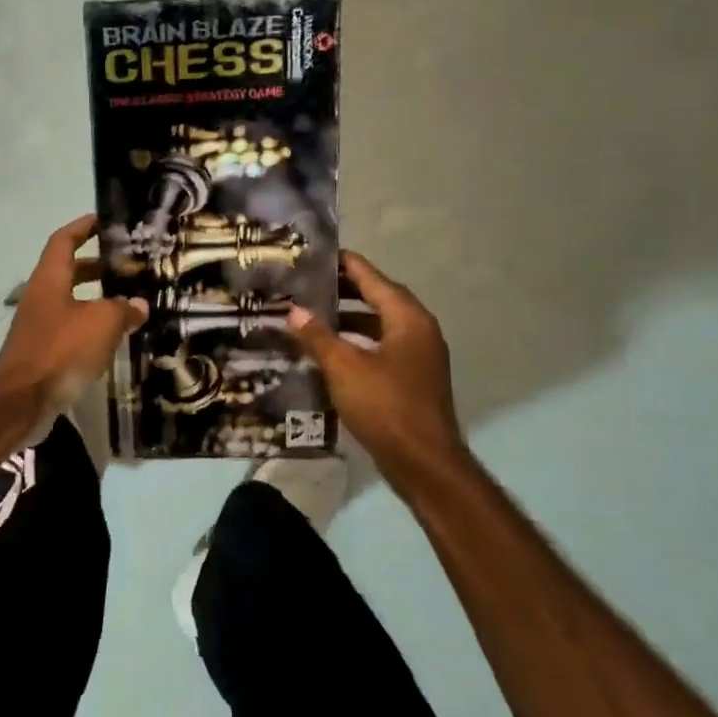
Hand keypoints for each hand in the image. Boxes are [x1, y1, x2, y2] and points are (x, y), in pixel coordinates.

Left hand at [0, 214, 147, 422]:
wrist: (21, 400)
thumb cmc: (60, 350)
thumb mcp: (101, 323)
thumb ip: (123, 310)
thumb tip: (138, 305)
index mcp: (50, 279)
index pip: (64, 240)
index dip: (83, 226)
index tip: (105, 220)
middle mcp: (41, 297)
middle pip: (68, 270)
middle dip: (96, 265)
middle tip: (127, 265)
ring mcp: (39, 325)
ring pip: (71, 302)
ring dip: (96, 299)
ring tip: (128, 302)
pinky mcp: (43, 352)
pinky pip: (70, 329)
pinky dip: (91, 327)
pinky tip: (113, 338)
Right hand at [286, 251, 467, 474]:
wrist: (423, 463)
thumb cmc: (386, 405)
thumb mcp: (344, 367)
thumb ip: (318, 336)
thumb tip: (294, 311)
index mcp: (408, 319)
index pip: (372, 278)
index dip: (344, 264)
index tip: (316, 254)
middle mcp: (418, 330)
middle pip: (378, 298)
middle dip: (343, 291)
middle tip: (306, 283)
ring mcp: (418, 356)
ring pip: (379, 325)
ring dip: (348, 318)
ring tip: (311, 314)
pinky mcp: (411, 379)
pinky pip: (380, 347)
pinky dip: (356, 342)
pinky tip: (329, 350)